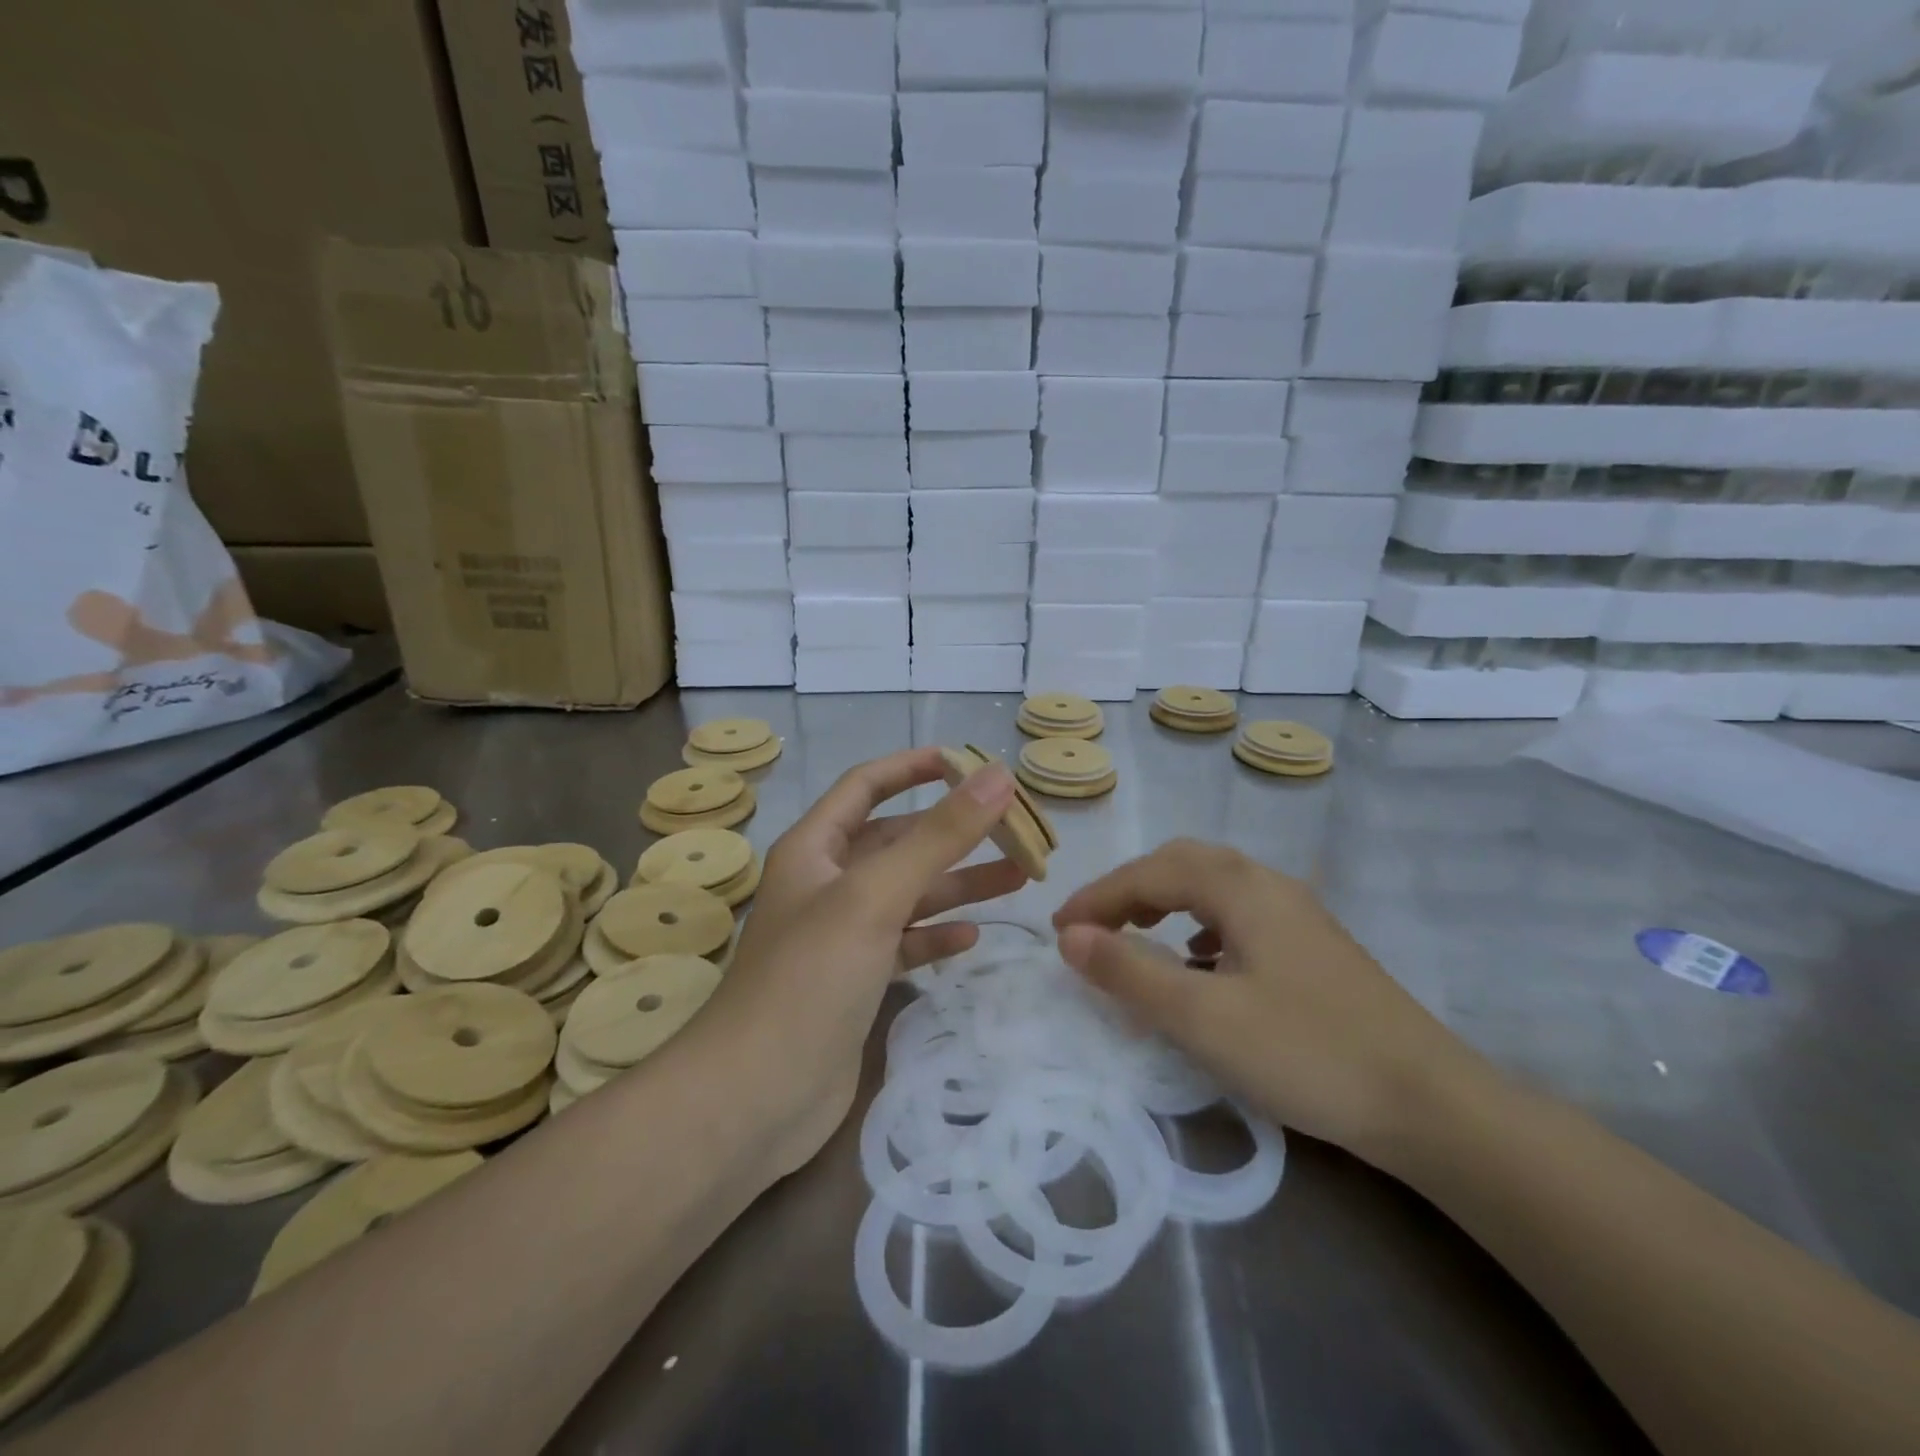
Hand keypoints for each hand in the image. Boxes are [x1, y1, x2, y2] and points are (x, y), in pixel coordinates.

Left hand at [713, 748, 1025, 1172]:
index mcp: (815, 848)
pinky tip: (972, 936)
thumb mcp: (876, 895)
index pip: (866, 785)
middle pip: (898, 842)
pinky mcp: (854, 982)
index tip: (968, 761)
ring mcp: (841, 936)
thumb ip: (939, 836)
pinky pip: (904, 944)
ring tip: (1020, 876)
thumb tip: (997, 776)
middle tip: (1016, 831)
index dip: (914, 766)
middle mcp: (826, 884)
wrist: (756, 1096)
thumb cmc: (810, 977)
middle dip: (953, 833)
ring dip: (958, 884)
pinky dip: (936, 935)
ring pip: (908, 894)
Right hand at [1052, 840, 1495, 1162]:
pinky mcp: (1313, 945)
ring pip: (1213, 885)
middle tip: (1094, 927)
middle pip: (1183, 863)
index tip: (1058, 931)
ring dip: (1165, 900)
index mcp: (1240, 888)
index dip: (1097, 897)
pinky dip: (1199, 924)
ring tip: (1136, 935)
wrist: (1430, 1105)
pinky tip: (1199, 963)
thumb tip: (1070, 937)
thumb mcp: (1201, 1017)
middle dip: (1129, 888)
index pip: (1149, 873)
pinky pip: (1238, 913)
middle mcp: (1269, 884)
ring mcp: (1297, 913)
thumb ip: (1130, 971)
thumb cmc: (1305, 1053)